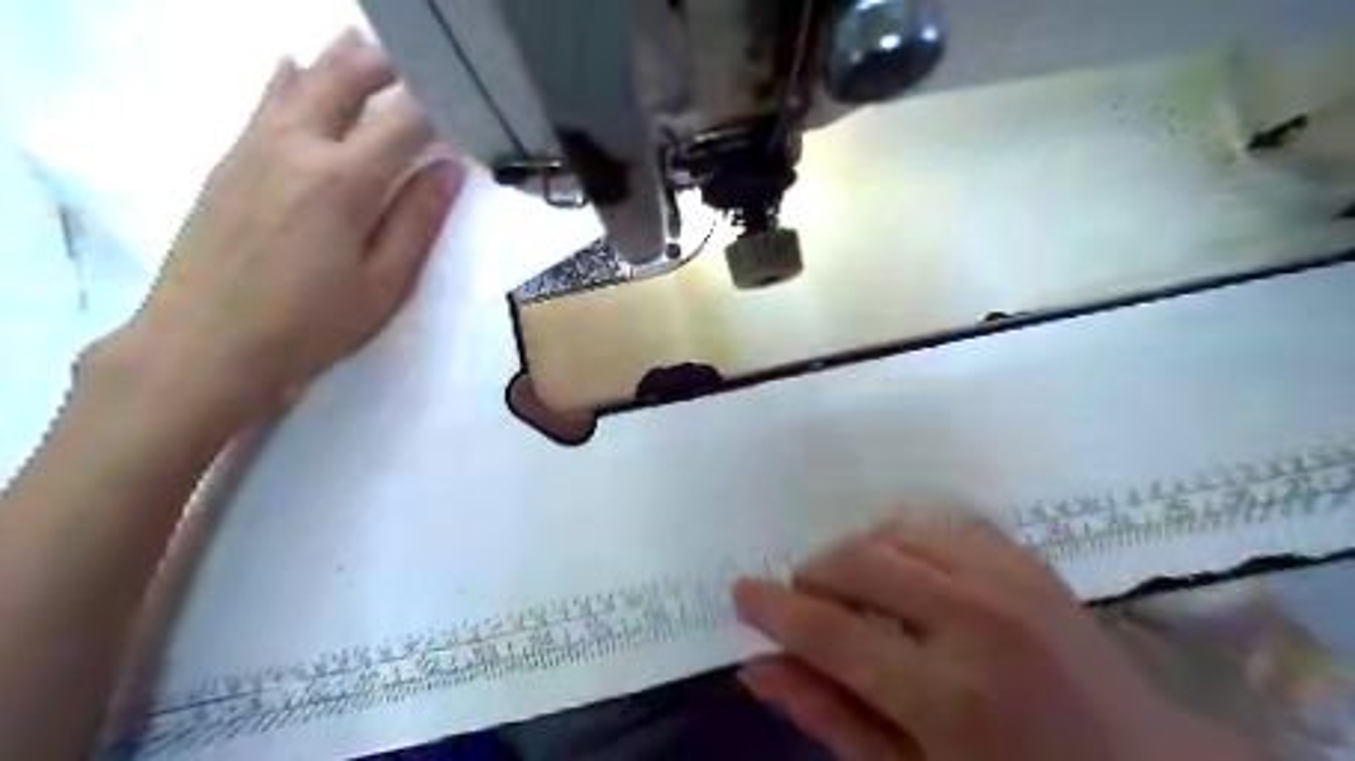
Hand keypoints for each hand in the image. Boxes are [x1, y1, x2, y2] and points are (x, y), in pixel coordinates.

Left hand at [106, 29, 464, 427]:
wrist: (206, 344)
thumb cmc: (311, 324)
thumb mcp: (384, 283)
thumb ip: (418, 220)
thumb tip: (451, 170)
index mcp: (344, 181)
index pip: (404, 121)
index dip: (440, 109)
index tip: (467, 108)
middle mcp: (296, 146)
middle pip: (344, 80)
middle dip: (387, 63)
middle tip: (422, 60)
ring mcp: (254, 147)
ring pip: (298, 80)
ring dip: (337, 57)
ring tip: (366, 41)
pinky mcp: (228, 160)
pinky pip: (262, 100)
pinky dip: (287, 77)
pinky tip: (294, 65)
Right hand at [736, 511, 1253, 760]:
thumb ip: (831, 719)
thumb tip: (758, 670)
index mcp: (949, 698)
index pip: (831, 633)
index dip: (775, 609)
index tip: (740, 592)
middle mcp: (976, 619)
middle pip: (856, 561)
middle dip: (813, 575)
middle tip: (805, 604)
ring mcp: (1006, 578)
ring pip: (890, 533)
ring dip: (853, 557)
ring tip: (852, 596)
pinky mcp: (1022, 557)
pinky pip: (933, 525)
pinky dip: (898, 543)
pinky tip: (901, 578)